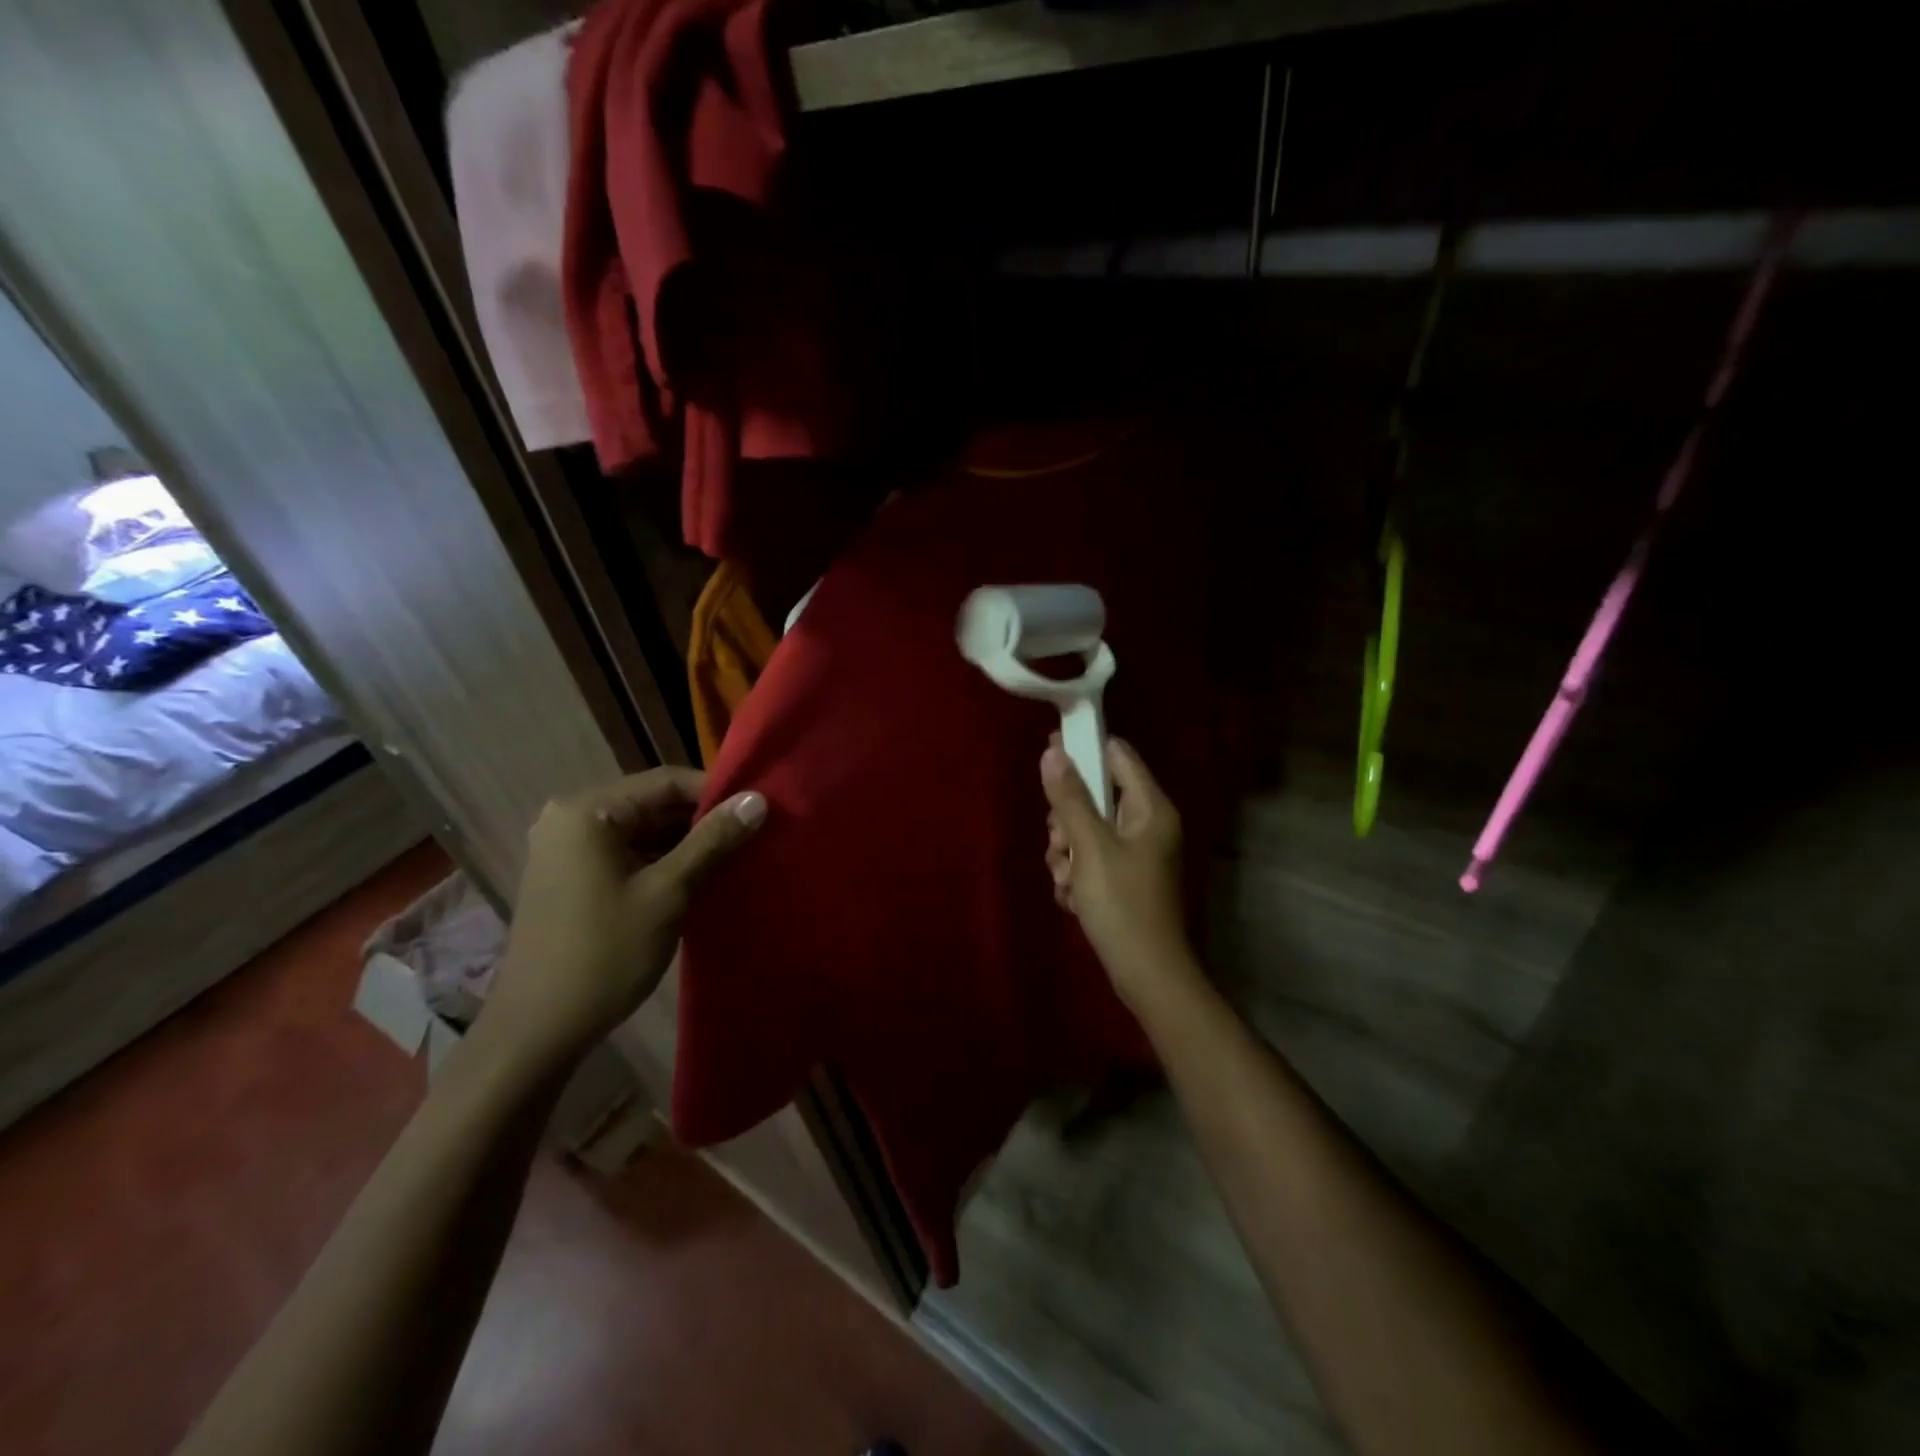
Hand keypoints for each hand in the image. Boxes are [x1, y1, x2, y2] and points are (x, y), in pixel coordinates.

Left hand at [483, 769, 765, 1067]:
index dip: (717, 793)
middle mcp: (570, 818)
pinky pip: (627, 852)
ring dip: (686, 842)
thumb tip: (758, 799)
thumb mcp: (667, 892)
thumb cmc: (604, 954)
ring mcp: (567, 849)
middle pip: (653, 803)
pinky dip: (661, 861)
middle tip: (753, 836)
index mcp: (587, 811)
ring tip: (735, 856)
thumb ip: (713, 841)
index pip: (666, 781)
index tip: (759, 812)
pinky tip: (699, 878)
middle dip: (703, 820)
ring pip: (642, 830)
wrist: (538, 1031)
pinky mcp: (571, 877)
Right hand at [1042, 737, 1200, 1011]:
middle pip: (1094, 796)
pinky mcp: (1123, 878)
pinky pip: (1089, 859)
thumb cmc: (1122, 904)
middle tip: (1060, 844)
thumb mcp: (1090, 847)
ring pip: (1086, 831)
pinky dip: (1076, 875)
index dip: (1083, 748)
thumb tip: (1052, 752)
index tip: (1048, 753)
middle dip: (1067, 820)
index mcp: (1150, 808)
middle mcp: (1145, 824)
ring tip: (1067, 880)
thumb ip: (1070, 798)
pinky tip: (1073, 898)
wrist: (1146, 974)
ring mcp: (1135, 853)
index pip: (1117, 755)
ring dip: (1066, 853)